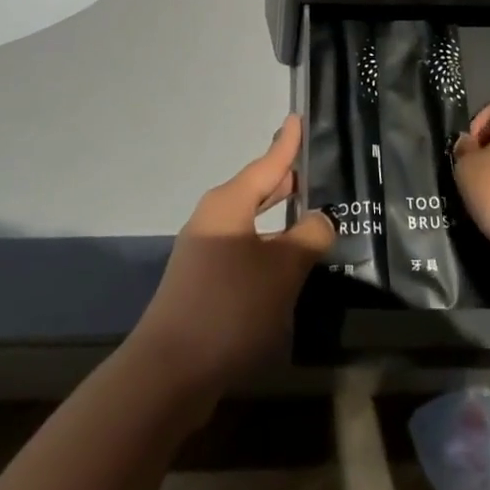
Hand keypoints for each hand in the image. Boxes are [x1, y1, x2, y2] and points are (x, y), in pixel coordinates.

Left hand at [128, 115, 333, 408]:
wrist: (168, 373)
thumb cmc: (229, 306)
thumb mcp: (281, 271)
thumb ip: (308, 239)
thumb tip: (321, 219)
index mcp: (229, 204)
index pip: (267, 163)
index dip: (287, 143)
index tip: (298, 117)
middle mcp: (214, 219)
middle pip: (256, 190)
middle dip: (285, 181)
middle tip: (316, 169)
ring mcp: (204, 252)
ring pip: (250, 222)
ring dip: (278, 219)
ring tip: (308, 215)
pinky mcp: (202, 283)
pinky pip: (242, 249)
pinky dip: (266, 247)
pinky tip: (284, 265)